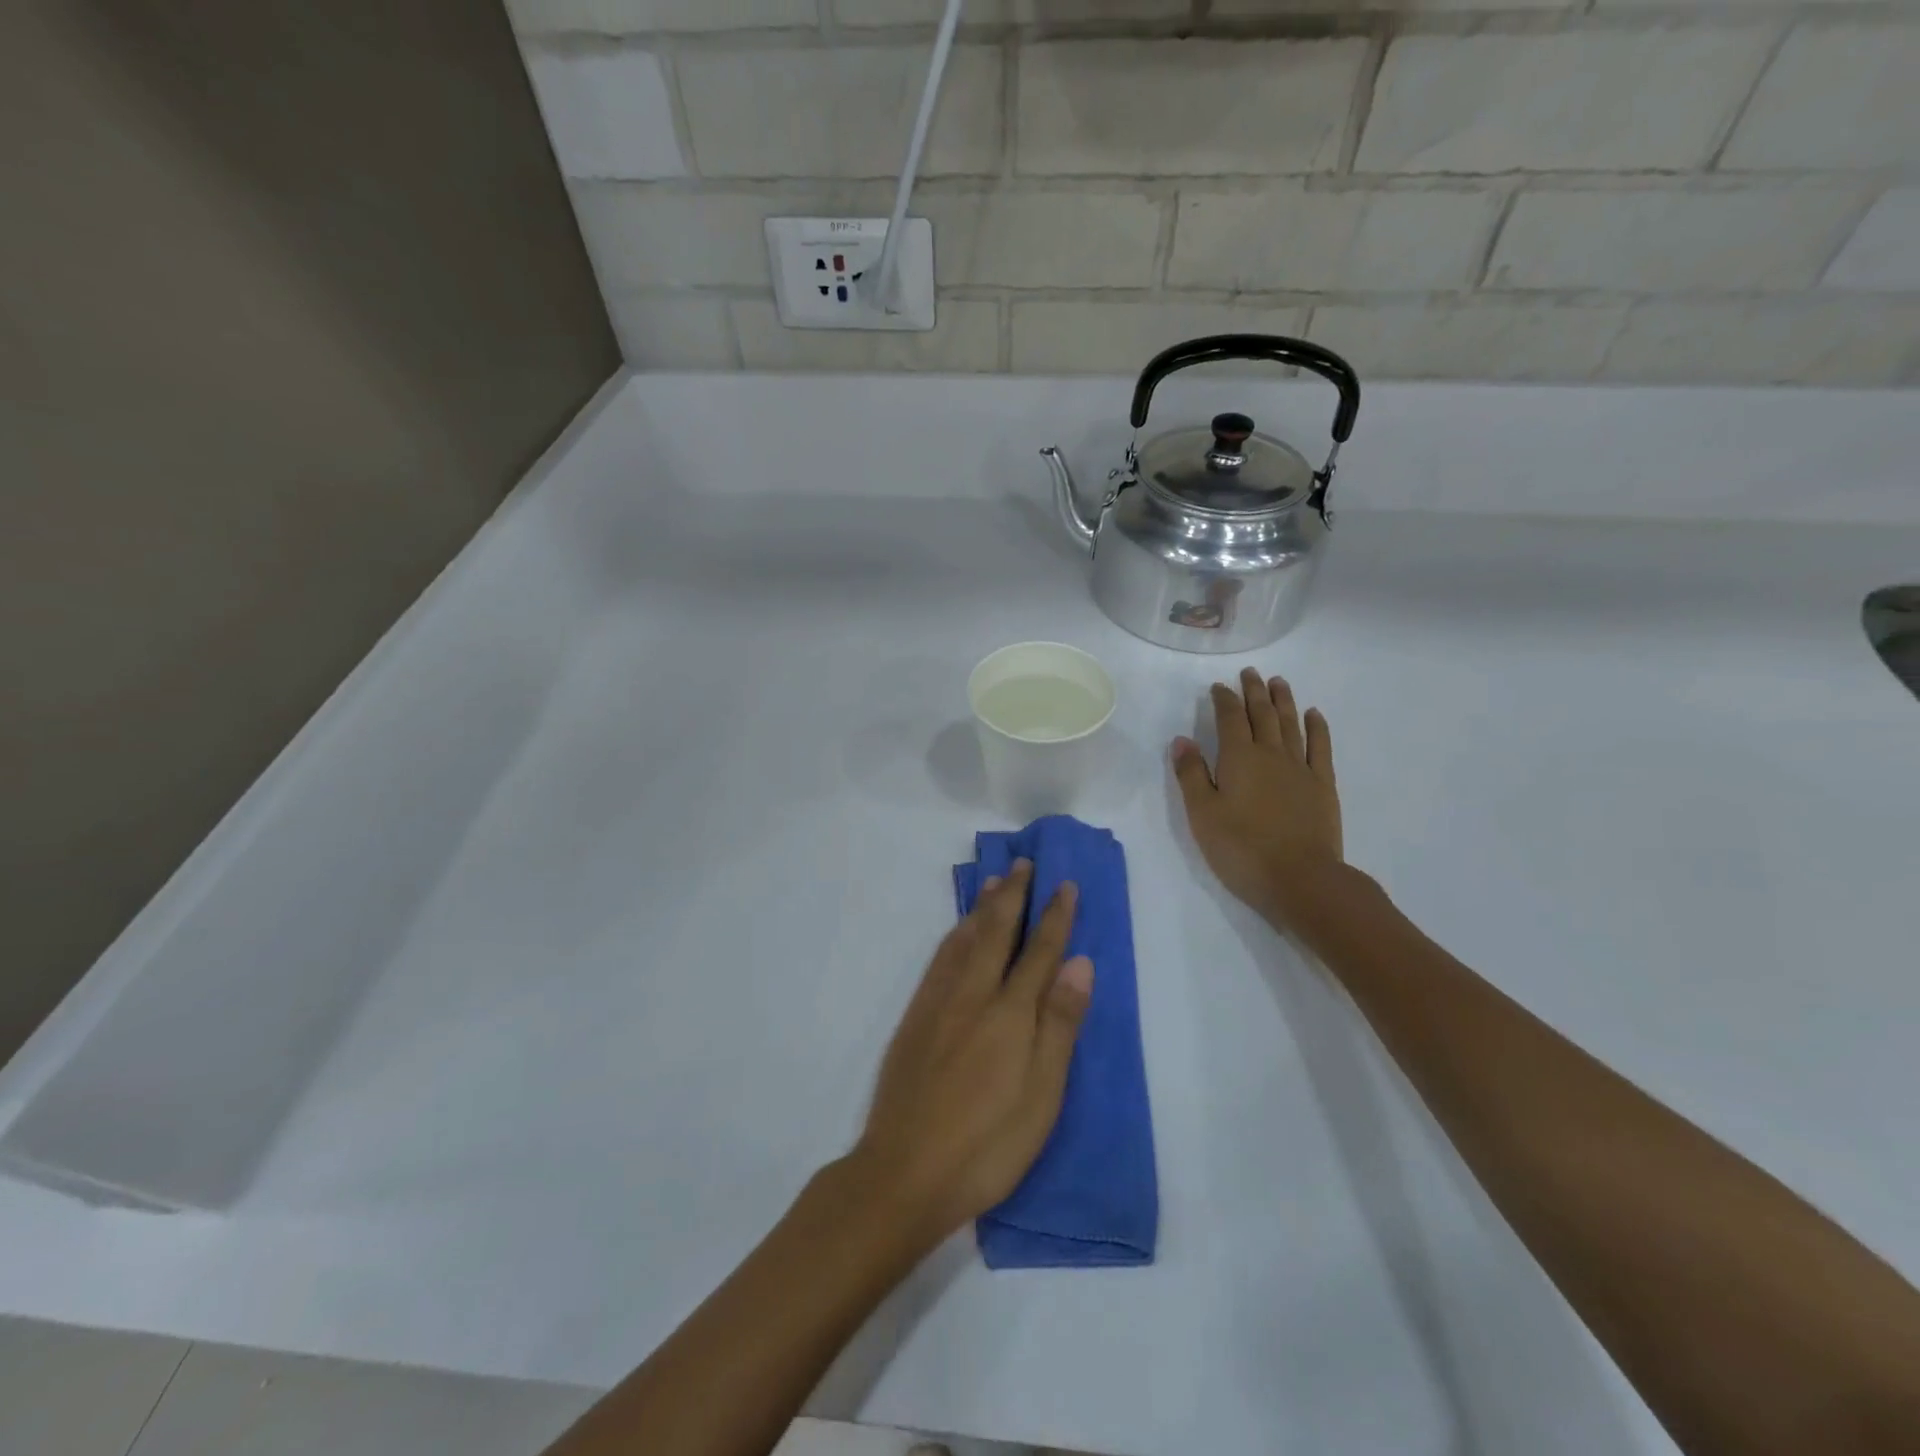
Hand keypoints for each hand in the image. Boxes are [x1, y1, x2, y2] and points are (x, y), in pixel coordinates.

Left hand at [850, 861, 1092, 1242]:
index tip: (1065, 884)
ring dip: (983, 907)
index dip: (1055, 916)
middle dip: (1015, 895)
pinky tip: (958, 930)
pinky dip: (954, 934)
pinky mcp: (915, 1018)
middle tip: (1025, 863)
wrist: (904, 1171)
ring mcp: (939, 1003)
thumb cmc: (987, 1144)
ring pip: (964, 939)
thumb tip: (1080, 963)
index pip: (1039, 951)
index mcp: (1010, 1013)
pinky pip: (939, 959)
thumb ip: (1059, 1024)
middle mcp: (973, 995)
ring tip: (994, 881)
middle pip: (997, 932)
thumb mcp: (1041, 1094)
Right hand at [1172, 666, 1343, 928]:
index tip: (1219, 687)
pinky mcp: (1322, 785)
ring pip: (1291, 724)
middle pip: (1262, 714)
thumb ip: (1191, 774)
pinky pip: (1320, 746)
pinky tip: (1313, 715)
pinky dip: (1316, 727)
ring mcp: (1300, 768)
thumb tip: (1182, 740)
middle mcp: (1270, 754)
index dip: (1224, 700)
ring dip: (1283, 700)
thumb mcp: (1202, 814)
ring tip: (1278, 682)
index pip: (1229, 719)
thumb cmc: (1241, 849)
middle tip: (1249, 673)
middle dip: (1253, 691)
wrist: (1301, 879)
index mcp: (1238, 758)